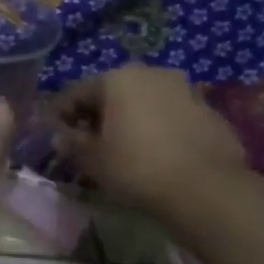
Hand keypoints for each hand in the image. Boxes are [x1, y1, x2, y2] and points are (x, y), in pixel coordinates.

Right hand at [55, 64, 246, 212]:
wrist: (207, 190)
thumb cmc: (136, 167)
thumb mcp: (90, 159)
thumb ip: (70, 143)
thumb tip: (60, 137)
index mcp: (117, 78)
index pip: (75, 93)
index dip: (59, 116)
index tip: (53, 137)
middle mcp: (152, 73)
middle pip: (112, 93)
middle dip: (97, 116)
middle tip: (87, 143)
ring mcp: (186, 90)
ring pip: (144, 102)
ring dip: (129, 120)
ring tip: (122, 150)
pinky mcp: (210, 112)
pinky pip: (170, 116)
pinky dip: (157, 129)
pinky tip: (154, 155)